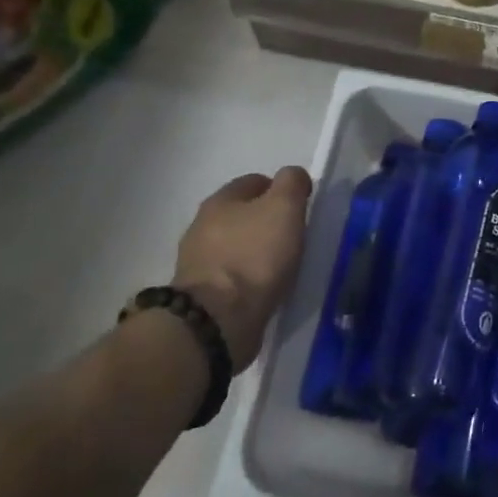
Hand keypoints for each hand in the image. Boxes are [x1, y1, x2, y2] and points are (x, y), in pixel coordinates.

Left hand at [172, 167, 312, 368]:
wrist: (218, 320)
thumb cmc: (255, 255)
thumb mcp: (284, 207)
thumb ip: (292, 183)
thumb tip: (294, 176)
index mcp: (220, 200)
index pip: (254, 182)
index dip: (279, 190)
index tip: (300, 208)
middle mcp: (202, 226)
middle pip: (241, 214)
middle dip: (265, 222)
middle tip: (292, 237)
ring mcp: (197, 262)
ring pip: (235, 246)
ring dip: (254, 251)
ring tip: (280, 266)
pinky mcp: (201, 295)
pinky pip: (231, 277)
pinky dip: (247, 278)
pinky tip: (263, 288)